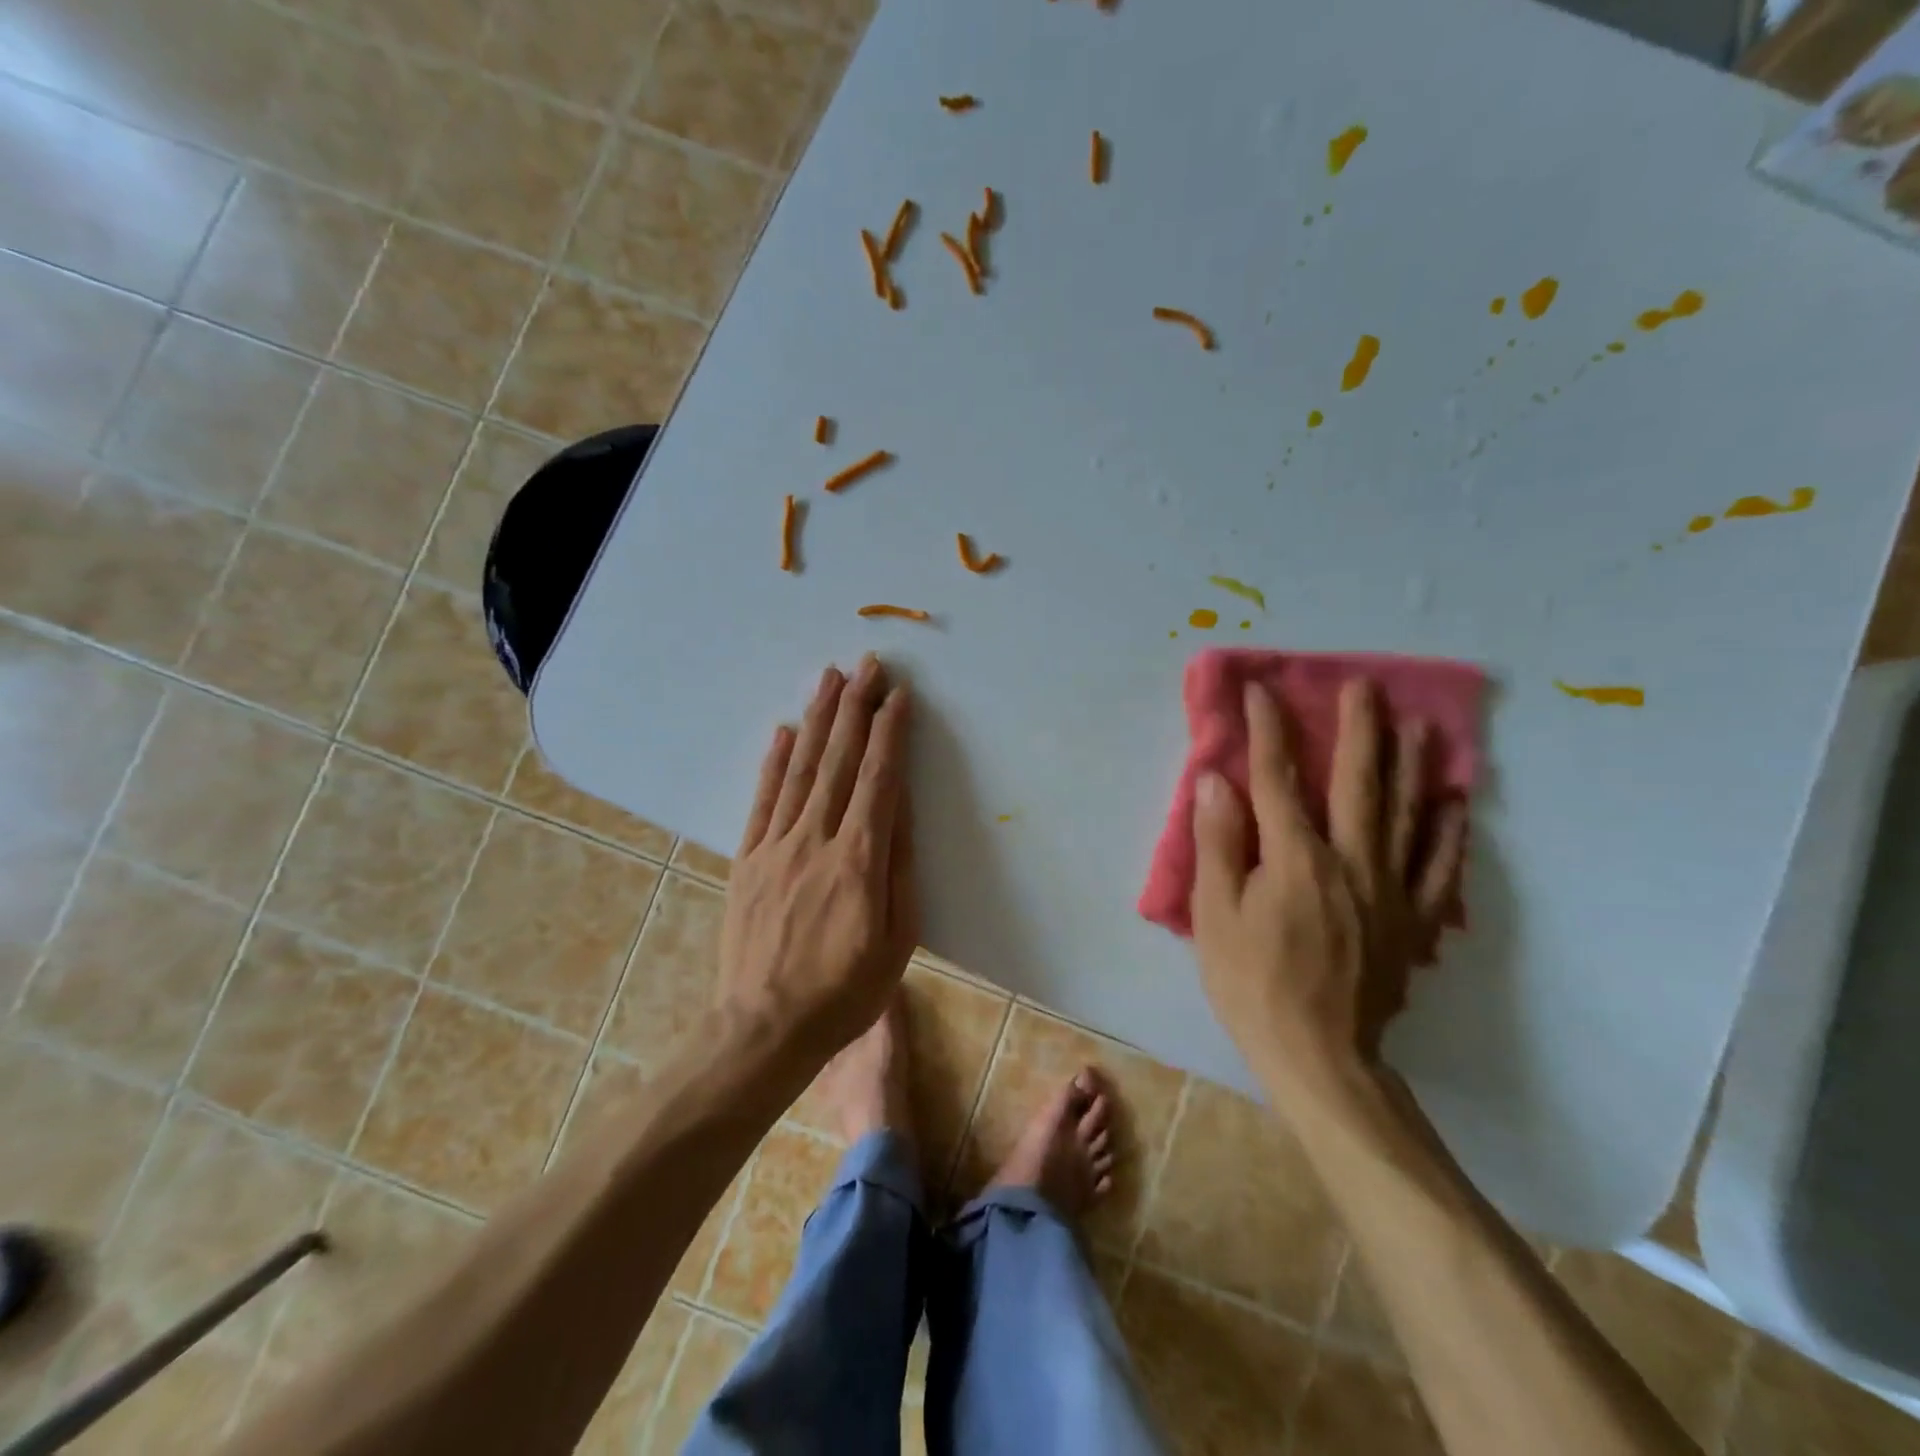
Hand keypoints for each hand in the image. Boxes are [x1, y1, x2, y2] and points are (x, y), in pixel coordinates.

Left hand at [717, 656, 919, 1064]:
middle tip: (867, 664)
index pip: (879, 778)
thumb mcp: (897, 939)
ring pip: (801, 768)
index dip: (889, 732)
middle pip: (839, 760)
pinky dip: (774, 762)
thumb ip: (899, 867)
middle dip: (855, 707)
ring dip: (817, 720)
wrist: (765, 1029)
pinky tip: (783, 731)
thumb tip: (900, 806)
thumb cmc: (845, 992)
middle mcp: (816, 839)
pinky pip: (762, 800)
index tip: (898, 695)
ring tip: (830, 678)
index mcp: (860, 859)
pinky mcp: (748, 860)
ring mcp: (776, 846)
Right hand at [1189, 678, 1467, 1105]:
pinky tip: (1453, 804)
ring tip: (1420, 725)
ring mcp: (1391, 890)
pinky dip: (1448, 832)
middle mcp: (1350, 860)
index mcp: (1295, 857)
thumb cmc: (1253, 983)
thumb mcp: (1216, 914)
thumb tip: (1217, 780)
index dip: (1269, 731)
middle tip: (1365, 686)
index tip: (1262, 690)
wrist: (1320, 1057)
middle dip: (1358, 729)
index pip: (1278, 779)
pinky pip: (1439, 868)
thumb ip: (1219, 843)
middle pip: (1357, 782)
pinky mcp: (1414, 922)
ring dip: (1410, 765)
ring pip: (1405, 814)